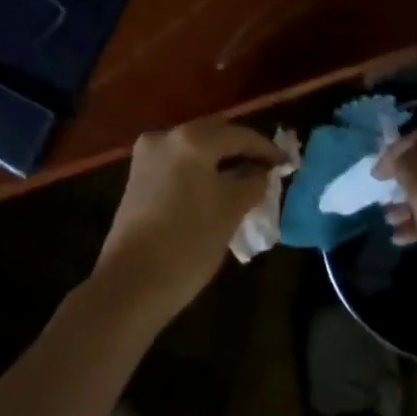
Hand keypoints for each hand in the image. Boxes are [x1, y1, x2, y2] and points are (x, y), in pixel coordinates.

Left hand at [91, 120, 282, 324]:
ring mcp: (147, 154)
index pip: (238, 134)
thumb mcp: (231, 210)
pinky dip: (198, 169)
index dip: (265, 148)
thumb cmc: (189, 242)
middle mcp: (166, 135)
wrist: (132, 282)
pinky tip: (214, 187)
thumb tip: (261, 171)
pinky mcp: (137, 175)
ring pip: (193, 147)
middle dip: (240, 149)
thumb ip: (252, 182)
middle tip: (265, 168)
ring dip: (218, 159)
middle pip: (213, 134)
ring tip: (243, 178)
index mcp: (192, 139)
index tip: (285, 163)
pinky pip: (177, 162)